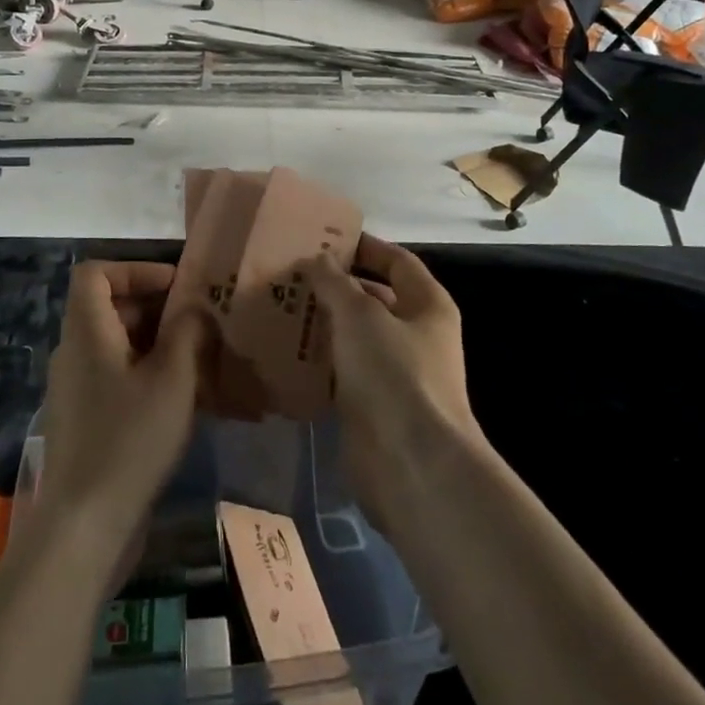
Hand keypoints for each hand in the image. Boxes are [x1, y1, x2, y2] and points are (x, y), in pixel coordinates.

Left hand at [32, 261, 207, 567]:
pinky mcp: (85, 421)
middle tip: (200, 323)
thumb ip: (188, 333)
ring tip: (201, 360)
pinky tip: (184, 399)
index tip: (175, 287)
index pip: (95, 273)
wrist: (84, 527)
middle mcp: (74, 352)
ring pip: (117, 345)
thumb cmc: (129, 439)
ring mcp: (76, 389)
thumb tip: (195, 309)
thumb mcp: (173, 379)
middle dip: (156, 308)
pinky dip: (147, 374)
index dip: (135, 269)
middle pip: (109, 307)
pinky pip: (116, 377)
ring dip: (157, 344)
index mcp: (86, 331)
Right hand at [303, 236, 482, 530]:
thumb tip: (318, 259)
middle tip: (290, 273)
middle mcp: (416, 334)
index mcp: (427, 305)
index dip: (363, 247)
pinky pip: (342, 372)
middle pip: (373, 298)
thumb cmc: (394, 374)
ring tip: (278, 307)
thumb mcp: (360, 315)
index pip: (397, 261)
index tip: (322, 239)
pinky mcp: (372, 405)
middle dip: (335, 286)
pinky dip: (318, 362)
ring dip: (322, 324)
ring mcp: (395, 372)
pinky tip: (283, 352)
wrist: (411, 465)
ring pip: (354, 337)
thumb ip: (336, 283)